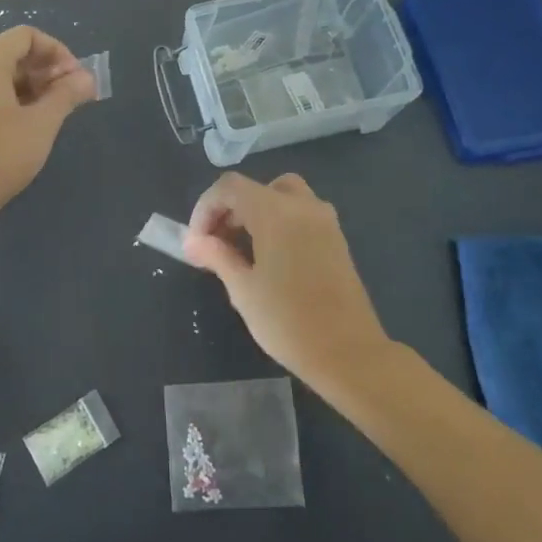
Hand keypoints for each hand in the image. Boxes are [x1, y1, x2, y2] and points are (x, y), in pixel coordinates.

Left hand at [0, 26, 96, 213]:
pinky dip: (7, 99)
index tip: (75, 79)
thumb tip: (87, 78)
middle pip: (10, 53)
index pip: (26, 36)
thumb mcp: (43, 122)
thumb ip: (67, 94)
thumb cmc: (1, 153)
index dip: (57, 52)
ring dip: (28, 86)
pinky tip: (22, 125)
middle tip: (68, 97)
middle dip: (44, 70)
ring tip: (49, 113)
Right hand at [183, 171, 391, 383]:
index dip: (206, 208)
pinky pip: (300, 213)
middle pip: (255, 188)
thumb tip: (192, 241)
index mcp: (276, 212)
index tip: (197, 242)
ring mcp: (324, 221)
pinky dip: (278, 221)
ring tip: (241, 249)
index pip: (230, 187)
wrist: (349, 354)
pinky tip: (270, 258)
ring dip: (255, 213)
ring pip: (281, 196)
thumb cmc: (288, 321)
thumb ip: (216, 256)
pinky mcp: (336, 239)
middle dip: (229, 210)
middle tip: (215, 245)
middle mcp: (302, 206)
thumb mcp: (243, 289)